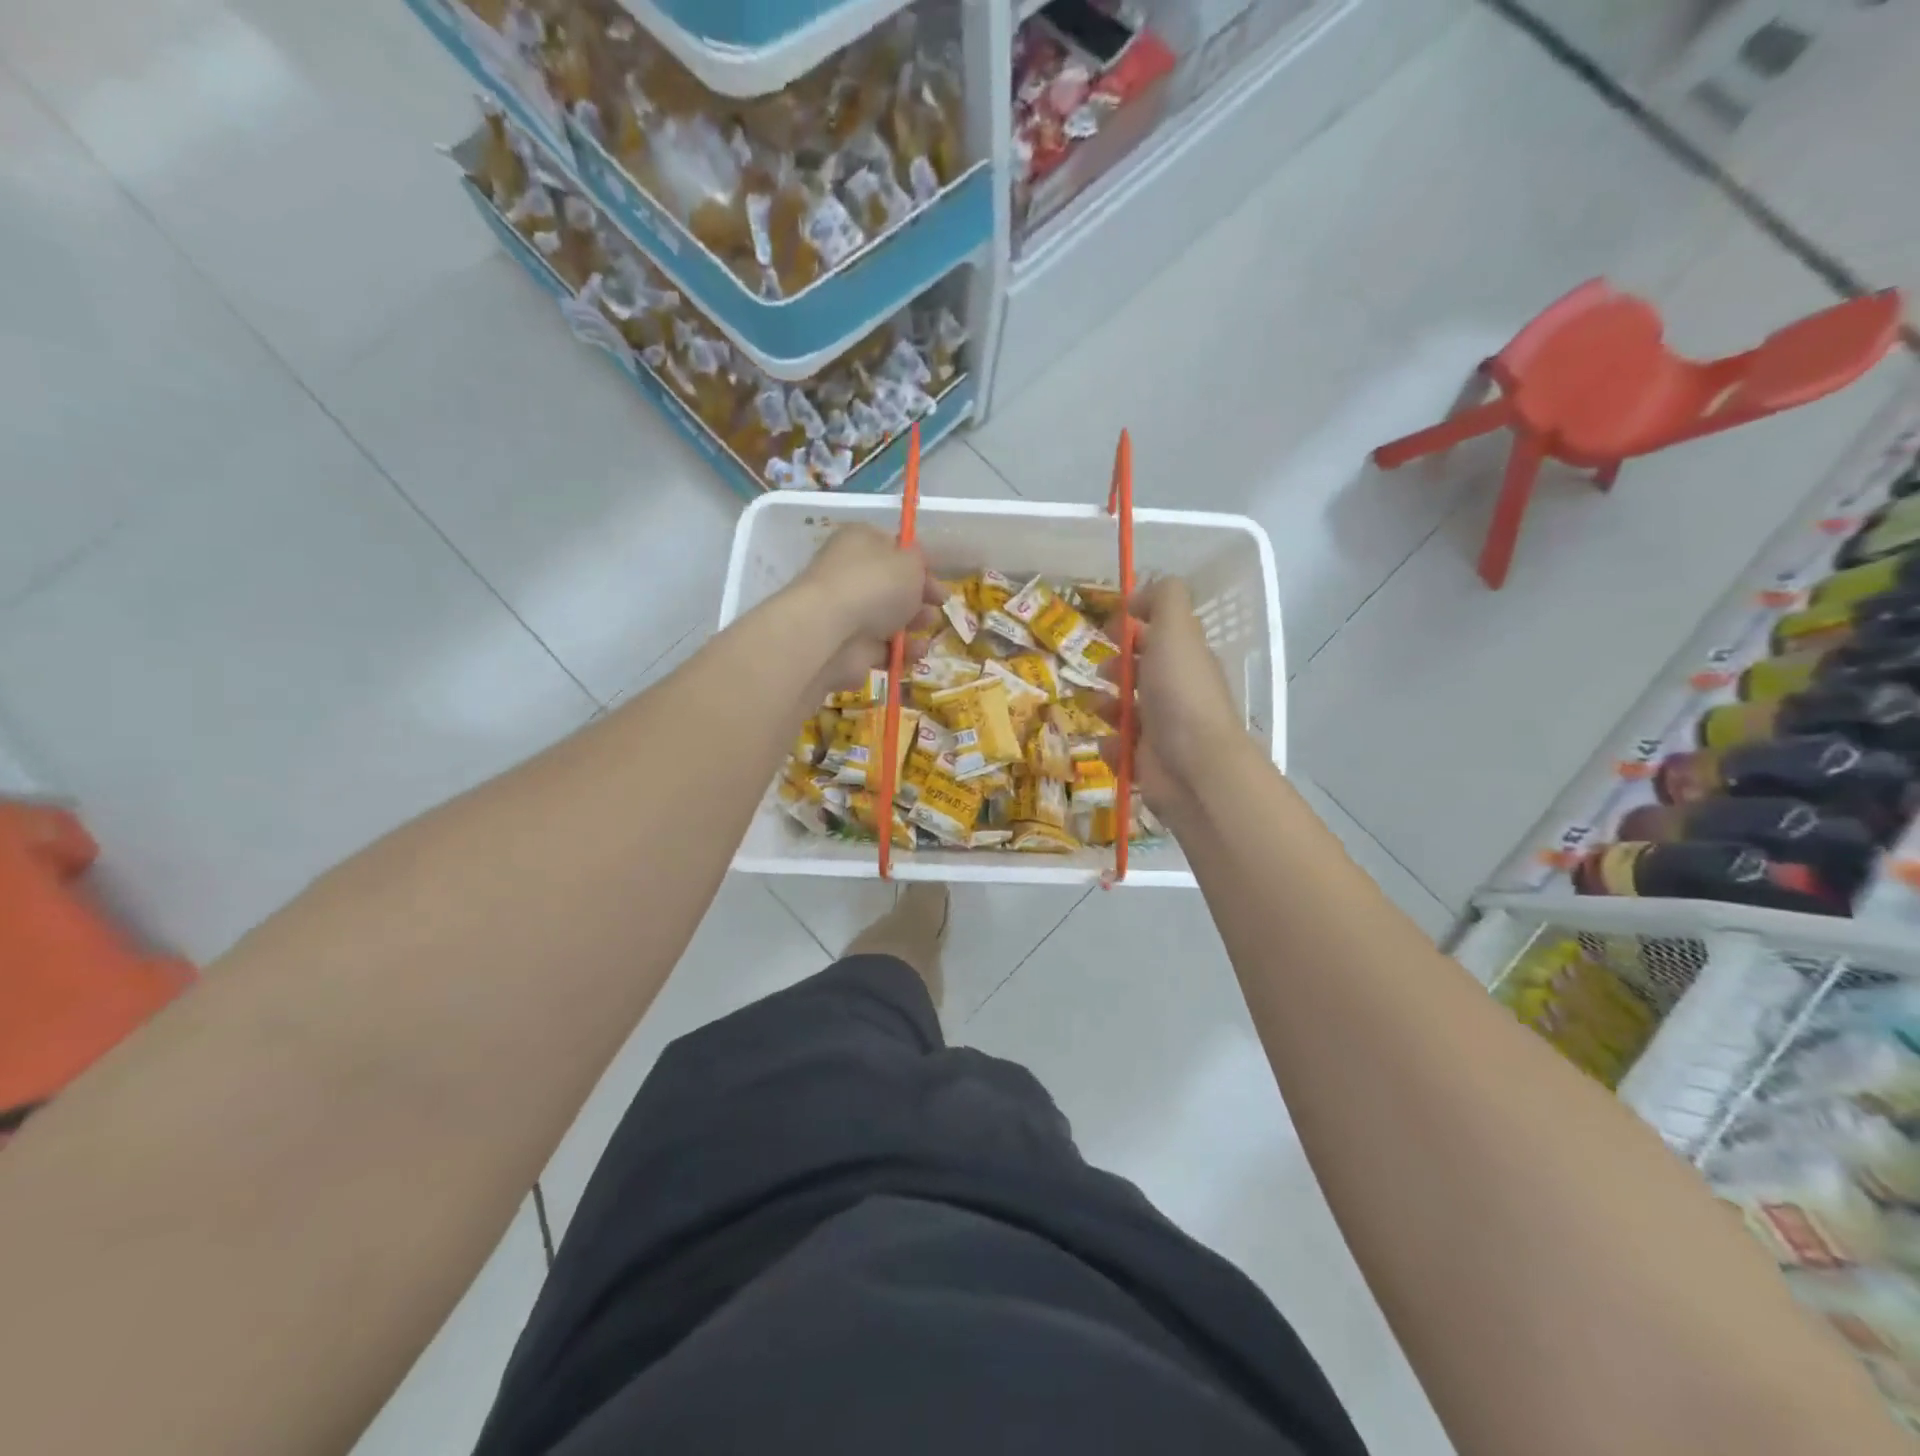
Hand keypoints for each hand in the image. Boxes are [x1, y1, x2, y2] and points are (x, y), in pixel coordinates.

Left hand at [790, 525, 939, 692]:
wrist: (833, 632)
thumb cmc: (875, 584)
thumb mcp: (910, 561)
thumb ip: (919, 562)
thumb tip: (915, 569)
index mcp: (859, 542)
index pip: (892, 548)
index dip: (918, 563)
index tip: (938, 578)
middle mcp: (849, 575)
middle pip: (891, 587)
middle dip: (919, 597)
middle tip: (938, 605)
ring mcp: (846, 614)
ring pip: (888, 620)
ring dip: (914, 625)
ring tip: (927, 627)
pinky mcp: (848, 648)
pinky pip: (882, 649)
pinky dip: (901, 652)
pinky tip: (915, 652)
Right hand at [1113, 577, 1254, 822]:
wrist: (1194, 765)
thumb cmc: (1181, 692)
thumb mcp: (1176, 629)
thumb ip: (1163, 599)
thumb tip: (1140, 595)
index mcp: (1185, 659)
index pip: (1159, 634)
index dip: (1132, 626)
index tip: (1108, 628)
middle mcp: (1176, 692)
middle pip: (1139, 672)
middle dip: (1115, 668)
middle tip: (1103, 672)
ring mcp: (1162, 729)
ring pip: (1125, 711)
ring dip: (1105, 707)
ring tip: (1098, 709)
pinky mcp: (1146, 762)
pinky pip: (1118, 748)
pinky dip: (1111, 745)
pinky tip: (1112, 744)